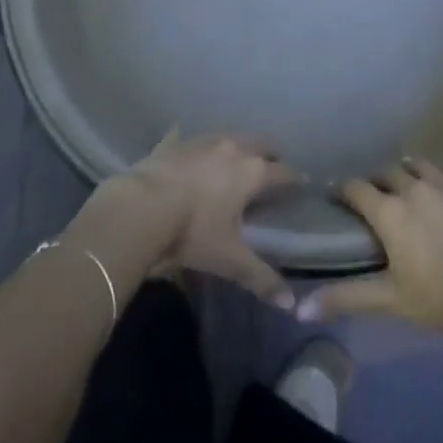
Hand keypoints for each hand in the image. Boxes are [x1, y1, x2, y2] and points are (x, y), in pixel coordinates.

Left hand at [67, 131, 297, 307]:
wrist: (140, 209)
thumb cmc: (193, 232)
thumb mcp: (229, 259)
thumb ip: (261, 278)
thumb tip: (292, 306)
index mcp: (252, 172)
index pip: (283, 172)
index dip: (294, 179)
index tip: (301, 183)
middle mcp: (232, 148)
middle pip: (260, 143)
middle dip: (269, 153)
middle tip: (272, 165)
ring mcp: (201, 141)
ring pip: (228, 135)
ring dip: (236, 145)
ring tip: (236, 156)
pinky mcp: (173, 143)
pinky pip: (186, 137)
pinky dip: (190, 142)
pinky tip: (186, 145)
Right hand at [299, 122, 442, 337]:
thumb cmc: (434, 298)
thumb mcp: (386, 299)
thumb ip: (344, 297)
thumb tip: (300, 310)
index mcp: (389, 212)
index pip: (357, 190)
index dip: (345, 190)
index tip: (337, 191)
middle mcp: (414, 190)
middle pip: (389, 173)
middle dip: (378, 179)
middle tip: (375, 189)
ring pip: (422, 166)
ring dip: (410, 166)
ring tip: (404, 168)